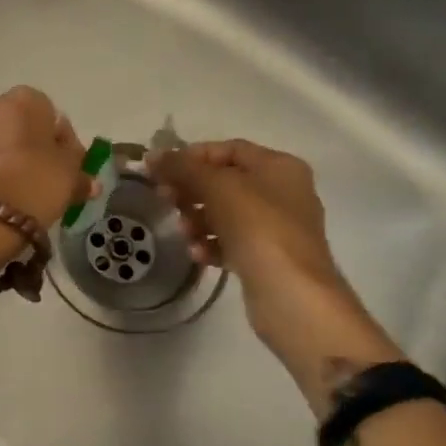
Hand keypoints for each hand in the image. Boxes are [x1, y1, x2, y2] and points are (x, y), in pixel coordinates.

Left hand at [0, 87, 91, 230]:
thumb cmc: (32, 187)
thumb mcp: (69, 180)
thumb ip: (79, 172)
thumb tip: (87, 178)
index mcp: (23, 102)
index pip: (46, 111)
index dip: (55, 140)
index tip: (61, 168)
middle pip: (9, 125)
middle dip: (19, 148)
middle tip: (32, 183)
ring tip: (1, 199)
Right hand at [147, 140, 402, 412]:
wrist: (293, 296)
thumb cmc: (260, 229)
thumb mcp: (218, 188)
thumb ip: (183, 168)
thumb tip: (152, 155)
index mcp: (279, 167)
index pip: (229, 149)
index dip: (193, 156)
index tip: (162, 170)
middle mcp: (281, 192)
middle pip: (224, 181)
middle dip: (192, 189)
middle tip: (164, 199)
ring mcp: (275, 227)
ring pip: (224, 213)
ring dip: (197, 219)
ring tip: (183, 231)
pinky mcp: (266, 258)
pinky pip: (230, 241)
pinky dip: (210, 244)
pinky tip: (197, 254)